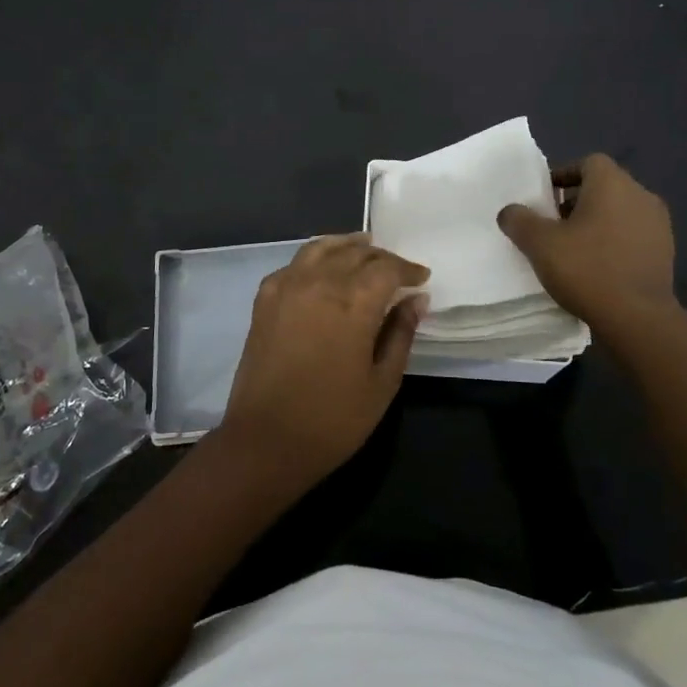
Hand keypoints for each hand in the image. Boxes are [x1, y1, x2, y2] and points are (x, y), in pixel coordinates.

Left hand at [219, 235, 429, 486]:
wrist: (266, 440)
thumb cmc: (333, 419)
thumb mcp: (382, 382)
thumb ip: (401, 334)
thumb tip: (417, 300)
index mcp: (354, 303)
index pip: (387, 268)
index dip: (408, 269)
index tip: (422, 278)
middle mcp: (320, 283)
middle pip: (356, 253)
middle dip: (382, 257)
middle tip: (397, 269)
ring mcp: (288, 287)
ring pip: (322, 248)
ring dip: (347, 246)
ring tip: (363, 248)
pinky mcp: (265, 298)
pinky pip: (294, 264)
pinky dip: (315, 258)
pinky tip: (323, 268)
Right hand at [496, 154, 676, 333]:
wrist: (638, 318)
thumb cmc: (587, 269)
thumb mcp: (539, 244)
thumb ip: (519, 220)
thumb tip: (510, 211)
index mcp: (613, 183)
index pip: (588, 163)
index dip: (564, 175)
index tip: (545, 197)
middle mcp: (641, 195)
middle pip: (604, 187)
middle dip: (577, 201)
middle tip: (554, 225)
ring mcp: (659, 224)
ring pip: (620, 212)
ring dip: (597, 223)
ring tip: (574, 248)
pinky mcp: (666, 252)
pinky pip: (633, 236)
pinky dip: (615, 242)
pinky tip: (598, 268)